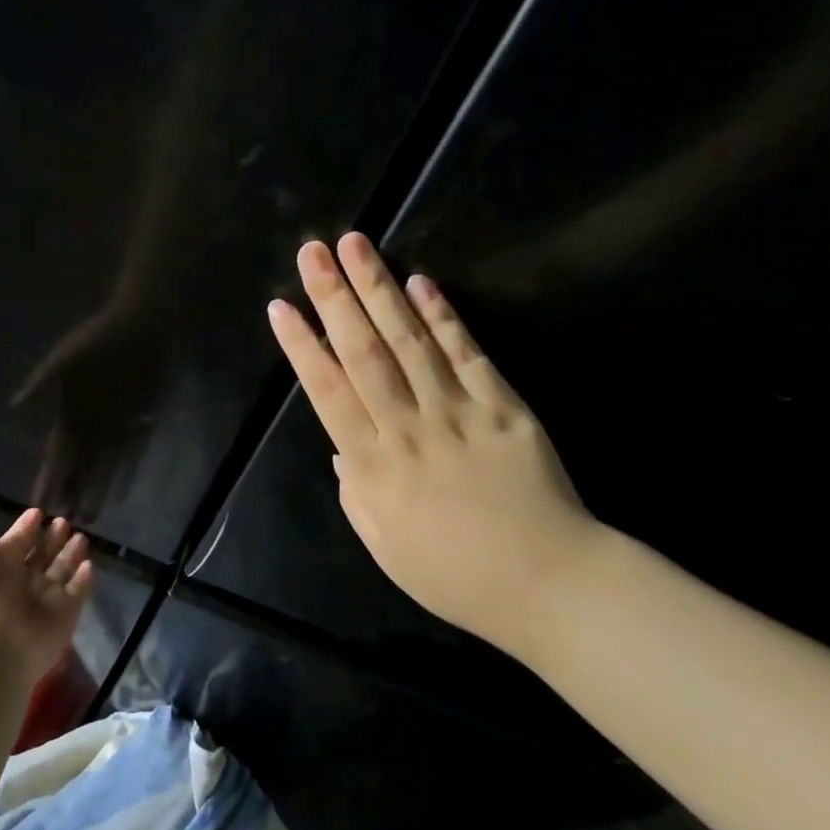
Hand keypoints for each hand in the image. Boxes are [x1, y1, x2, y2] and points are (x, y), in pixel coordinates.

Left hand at [0, 508, 93, 683]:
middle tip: (64, 522)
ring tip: (81, 537)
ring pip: (61, 571)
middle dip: (52, 539)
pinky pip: (78, 593)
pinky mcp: (65, 615)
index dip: (25, 528)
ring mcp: (44, 601)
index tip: (37, 512)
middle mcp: (21, 584)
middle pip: (40, 556)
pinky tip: (89, 563)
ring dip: (70, 554)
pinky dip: (84, 579)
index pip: (15, 543)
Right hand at [12, 299, 163, 521]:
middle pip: (78, 467)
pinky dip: (125, 475)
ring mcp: (116, 426)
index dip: (48, 478)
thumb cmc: (101, 338)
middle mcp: (90, 424)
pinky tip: (118, 496)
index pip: (56, 453)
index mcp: (69, 411)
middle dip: (69, 493)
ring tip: (87, 520)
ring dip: (95, 491)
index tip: (38, 503)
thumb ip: (43, 383)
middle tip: (61, 525)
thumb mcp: (66, 357)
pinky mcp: (140, 423)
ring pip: (103, 468)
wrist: (144, 325)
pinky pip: (132, 456)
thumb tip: (13, 407)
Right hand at [266, 233, 597, 662]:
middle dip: (335, 298)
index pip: (328, 393)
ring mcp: (459, 412)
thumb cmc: (454, 574)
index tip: (282, 307)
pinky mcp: (505, 406)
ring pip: (411, 341)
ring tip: (356, 246)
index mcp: (374, 467)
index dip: (302, 346)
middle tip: (312, 253)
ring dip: (380, 290)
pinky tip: (422, 283)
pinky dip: (445, 316)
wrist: (548, 583)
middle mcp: (409, 428)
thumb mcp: (384, 547)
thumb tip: (341, 450)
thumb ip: (356, 494)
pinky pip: (468, 354)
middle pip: (364, 352)